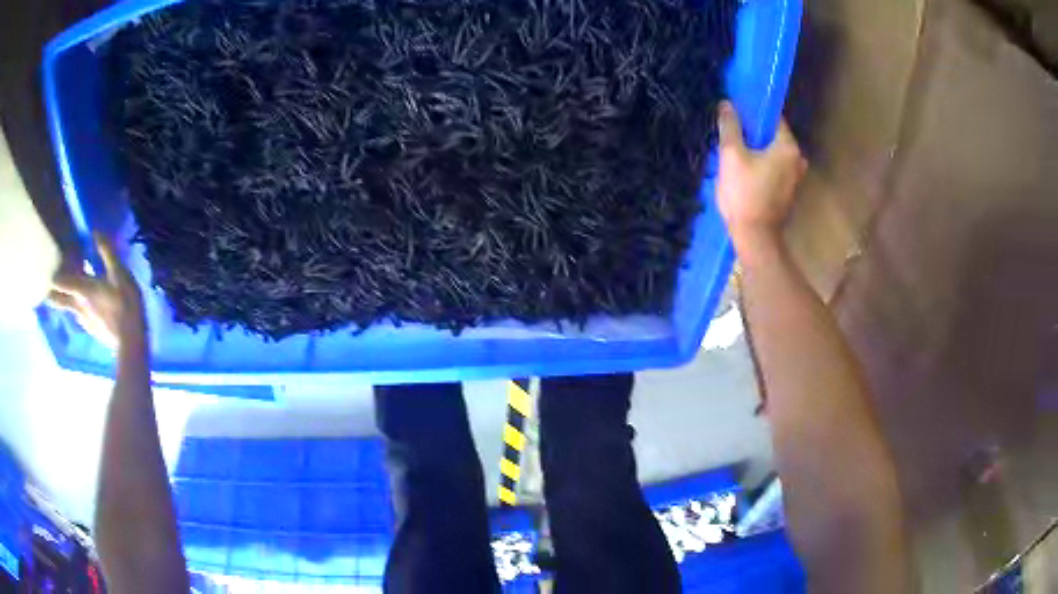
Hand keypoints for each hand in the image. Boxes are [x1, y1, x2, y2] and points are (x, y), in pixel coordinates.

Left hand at [48, 234, 146, 349]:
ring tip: (60, 294)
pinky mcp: (91, 329)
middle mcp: (78, 305)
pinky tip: (83, 308)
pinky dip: (77, 308)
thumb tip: (96, 232)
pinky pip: (79, 315)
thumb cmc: (125, 305)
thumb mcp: (120, 274)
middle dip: (51, 293)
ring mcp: (84, 320)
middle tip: (45, 289)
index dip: (53, 275)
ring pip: (68, 307)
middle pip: (59, 299)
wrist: (131, 344)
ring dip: (63, 300)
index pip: (61, 281)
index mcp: (83, 288)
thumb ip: (107, 253)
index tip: (47, 269)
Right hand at [715, 101, 807, 250]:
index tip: (736, 114)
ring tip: (735, 152)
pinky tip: (745, 171)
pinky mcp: (789, 192)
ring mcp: (796, 177)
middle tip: (731, 134)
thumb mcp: (731, 156)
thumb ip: (730, 126)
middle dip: (754, 133)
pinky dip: (762, 165)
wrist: (755, 238)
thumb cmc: (744, 195)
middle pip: (773, 136)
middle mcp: (798, 159)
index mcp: (788, 147)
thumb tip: (726, 104)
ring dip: (757, 150)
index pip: (773, 117)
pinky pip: (775, 168)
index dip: (753, 113)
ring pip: (774, 153)